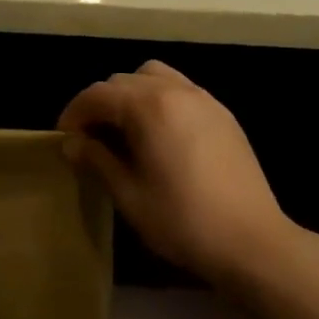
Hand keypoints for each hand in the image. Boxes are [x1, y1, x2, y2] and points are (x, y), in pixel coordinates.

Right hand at [58, 61, 289, 283]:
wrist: (253, 241)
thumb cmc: (183, 220)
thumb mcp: (129, 195)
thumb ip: (97, 161)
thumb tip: (73, 143)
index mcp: (148, 106)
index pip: (97, 94)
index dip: (74, 113)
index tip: (64, 138)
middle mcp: (174, 90)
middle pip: (123, 81)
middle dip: (101, 103)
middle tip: (91, 138)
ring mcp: (202, 98)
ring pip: (153, 76)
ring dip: (131, 94)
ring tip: (126, 129)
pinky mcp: (222, 113)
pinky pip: (180, 89)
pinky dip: (160, 99)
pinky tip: (160, 135)